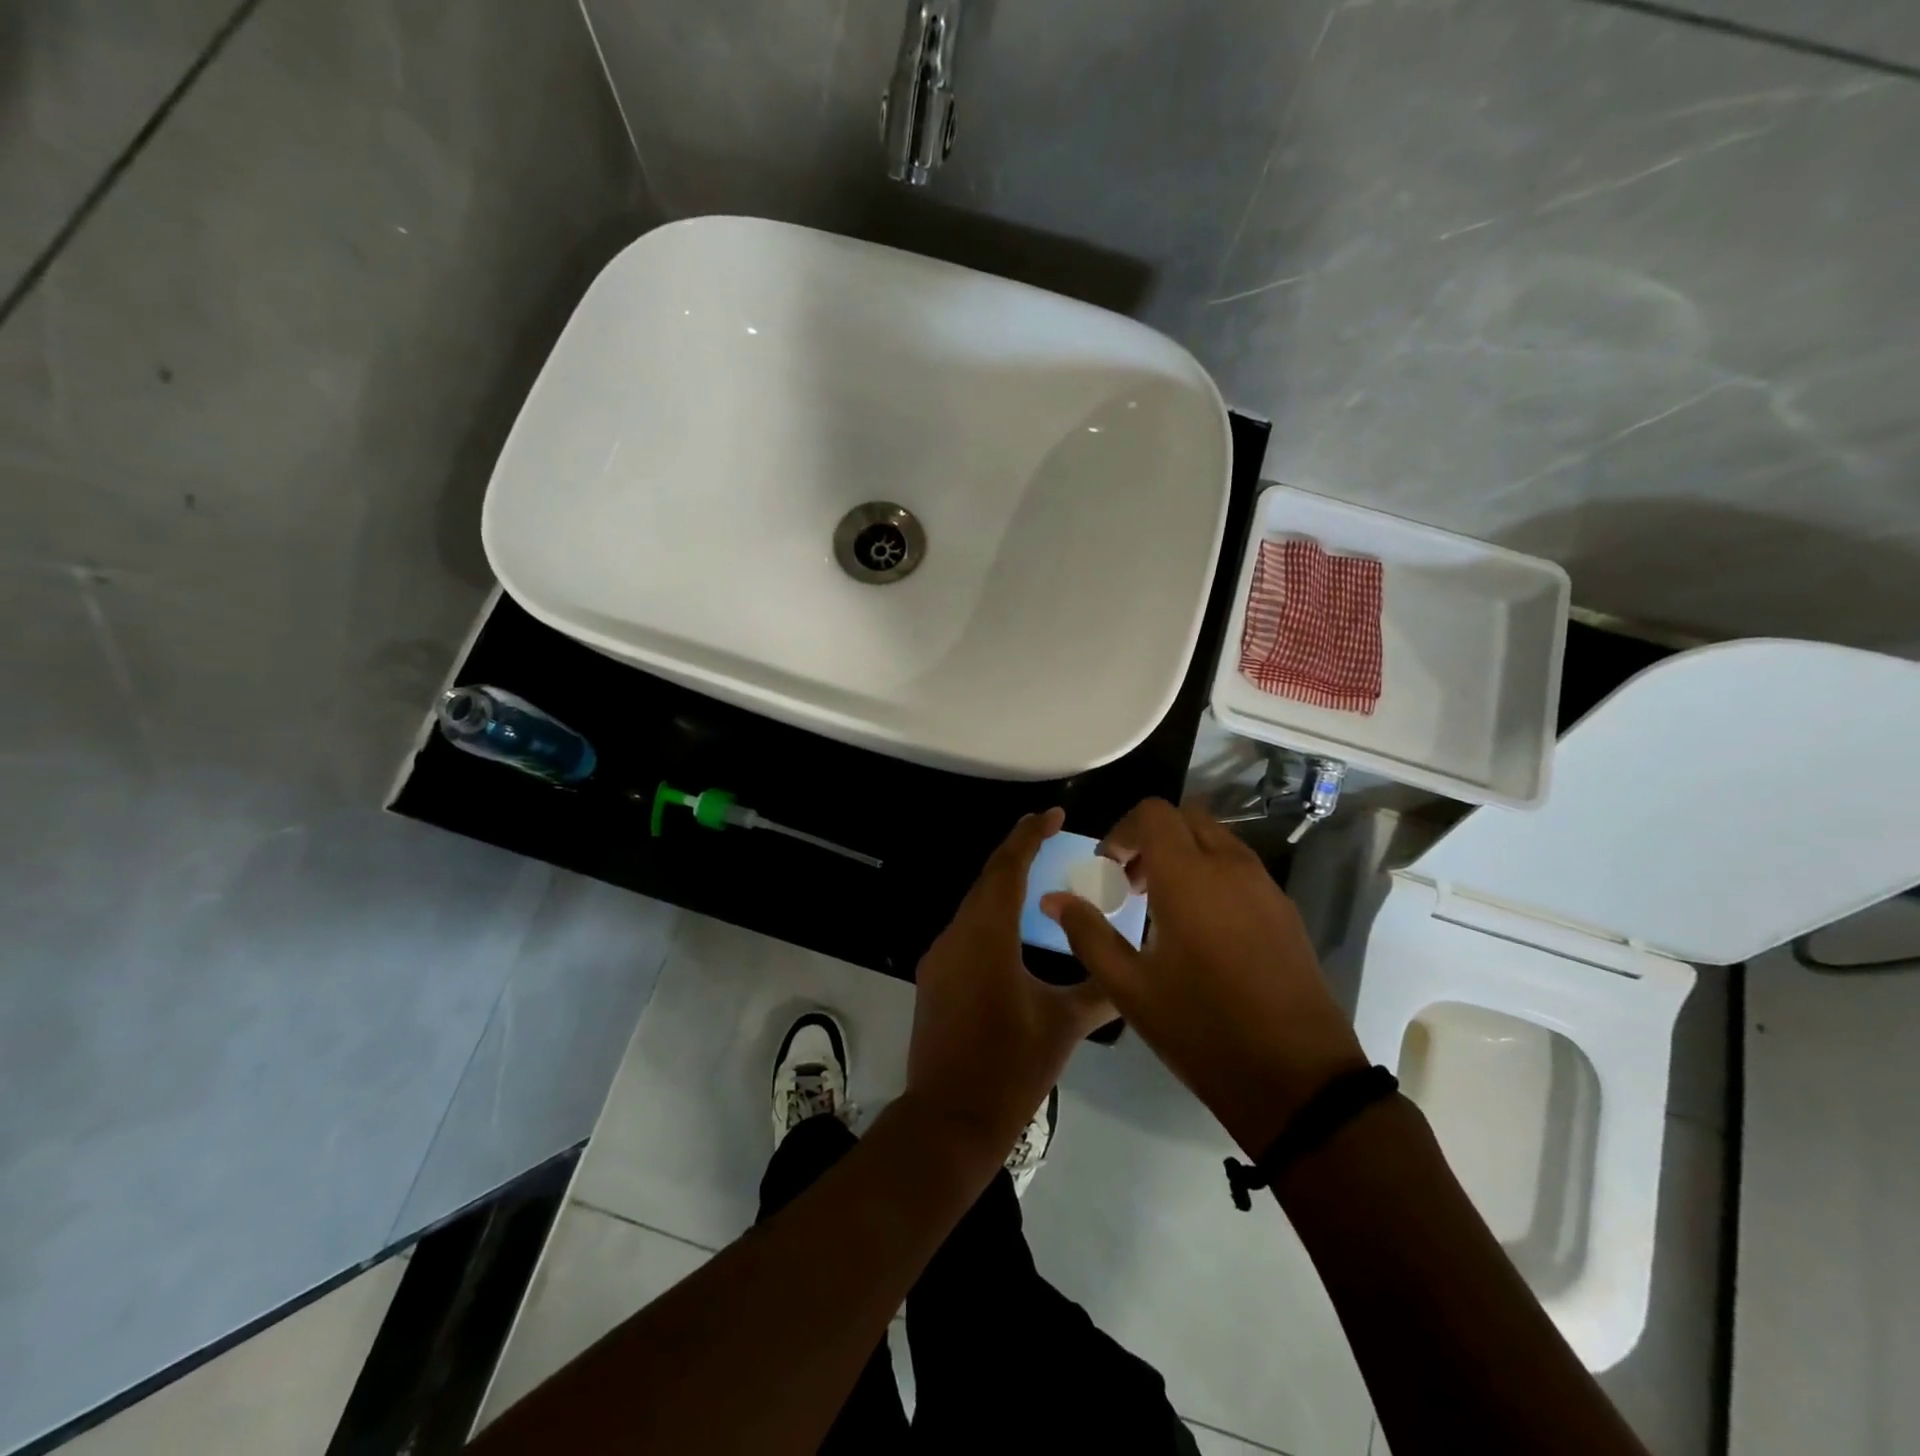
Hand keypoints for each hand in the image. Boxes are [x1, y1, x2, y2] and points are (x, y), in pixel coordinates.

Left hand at [906, 808, 1113, 1158]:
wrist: (949, 1120)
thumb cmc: (1011, 1068)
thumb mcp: (1063, 1025)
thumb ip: (1099, 989)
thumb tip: (1128, 971)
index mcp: (987, 935)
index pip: (1008, 868)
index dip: (1030, 835)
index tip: (1055, 813)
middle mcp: (957, 934)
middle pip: (987, 879)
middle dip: (1017, 851)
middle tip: (1049, 833)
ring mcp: (940, 956)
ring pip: (974, 903)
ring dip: (1003, 883)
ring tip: (1038, 873)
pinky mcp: (935, 976)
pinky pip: (966, 928)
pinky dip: (992, 913)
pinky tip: (1014, 926)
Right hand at [1042, 798, 1366, 1154]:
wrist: (1298, 1079)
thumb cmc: (1202, 1030)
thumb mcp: (1130, 988)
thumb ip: (1087, 933)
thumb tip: (1053, 898)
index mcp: (1188, 877)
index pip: (1153, 813)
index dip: (1123, 830)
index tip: (1109, 869)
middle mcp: (1230, 867)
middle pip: (1187, 817)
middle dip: (1153, 838)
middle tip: (1133, 883)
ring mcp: (1265, 886)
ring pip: (1218, 840)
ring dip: (1185, 854)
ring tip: (1165, 909)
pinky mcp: (1286, 910)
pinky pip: (1242, 868)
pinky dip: (1213, 874)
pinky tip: (1204, 931)